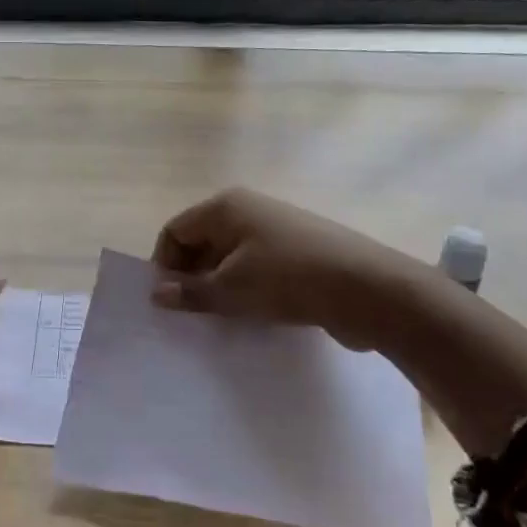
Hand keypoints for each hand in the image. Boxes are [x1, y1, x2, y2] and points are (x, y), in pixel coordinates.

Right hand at [151, 188, 431, 350]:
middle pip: (201, 242)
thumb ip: (190, 292)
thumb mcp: (231, 289)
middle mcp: (248, 210)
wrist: (370, 290)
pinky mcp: (297, 253)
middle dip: (191, 277)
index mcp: (225, 207)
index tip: (169, 301)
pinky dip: (246, 289)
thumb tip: (156, 293)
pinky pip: (256, 268)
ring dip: (219, 287)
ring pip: (229, 258)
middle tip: (192, 315)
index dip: (165, 265)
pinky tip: (252, 316)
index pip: (174, 231)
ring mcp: (276, 230)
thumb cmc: (289, 279)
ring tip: (221, 319)